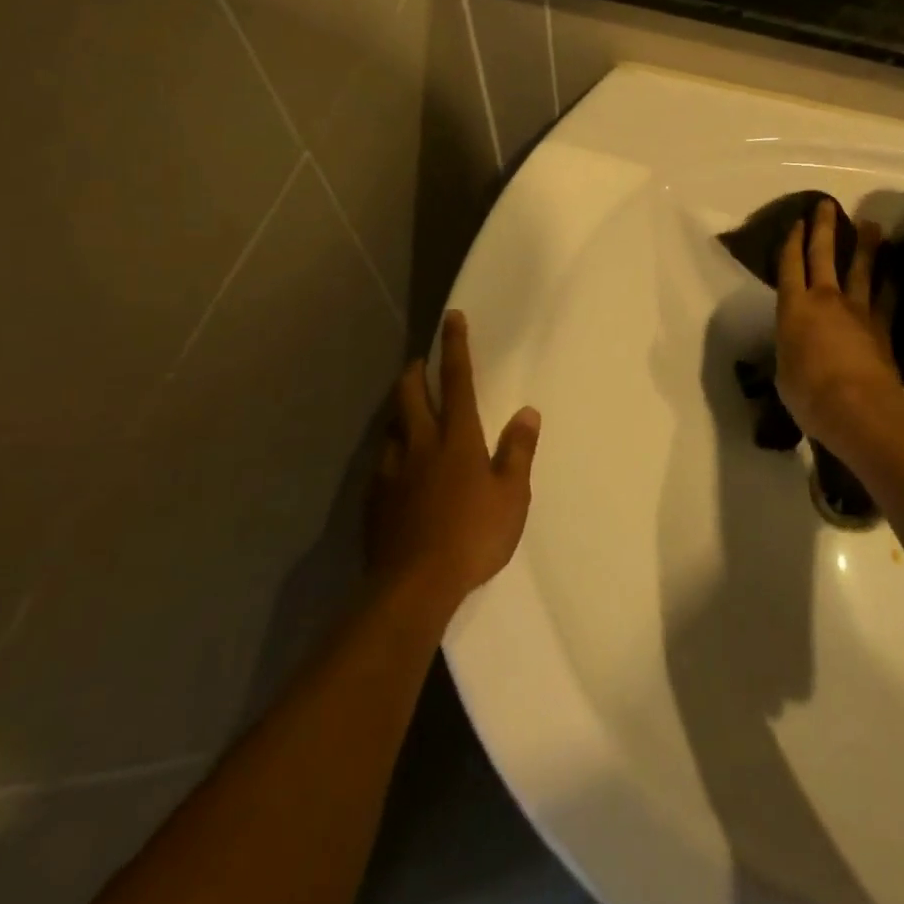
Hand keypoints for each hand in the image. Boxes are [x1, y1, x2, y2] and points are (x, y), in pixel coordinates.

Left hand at [367, 312, 539, 611]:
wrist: (413, 585)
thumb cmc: (473, 536)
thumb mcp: (512, 496)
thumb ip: (518, 452)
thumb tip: (528, 413)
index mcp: (457, 438)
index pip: (457, 380)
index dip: (455, 346)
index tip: (451, 317)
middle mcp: (421, 444)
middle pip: (411, 394)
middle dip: (416, 372)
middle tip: (421, 363)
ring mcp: (393, 470)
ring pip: (392, 425)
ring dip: (400, 409)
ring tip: (409, 410)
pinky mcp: (375, 497)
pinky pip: (383, 459)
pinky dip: (392, 449)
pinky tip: (397, 463)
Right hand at [775, 201, 903, 450]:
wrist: (856, 406)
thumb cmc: (807, 393)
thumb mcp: (784, 372)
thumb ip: (790, 352)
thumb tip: (795, 350)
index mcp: (793, 308)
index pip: (789, 266)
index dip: (791, 242)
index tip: (796, 221)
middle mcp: (824, 299)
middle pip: (823, 255)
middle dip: (823, 228)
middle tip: (826, 204)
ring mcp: (857, 310)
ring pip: (861, 270)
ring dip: (865, 246)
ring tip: (871, 225)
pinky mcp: (882, 327)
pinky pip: (887, 297)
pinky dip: (891, 282)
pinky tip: (896, 271)